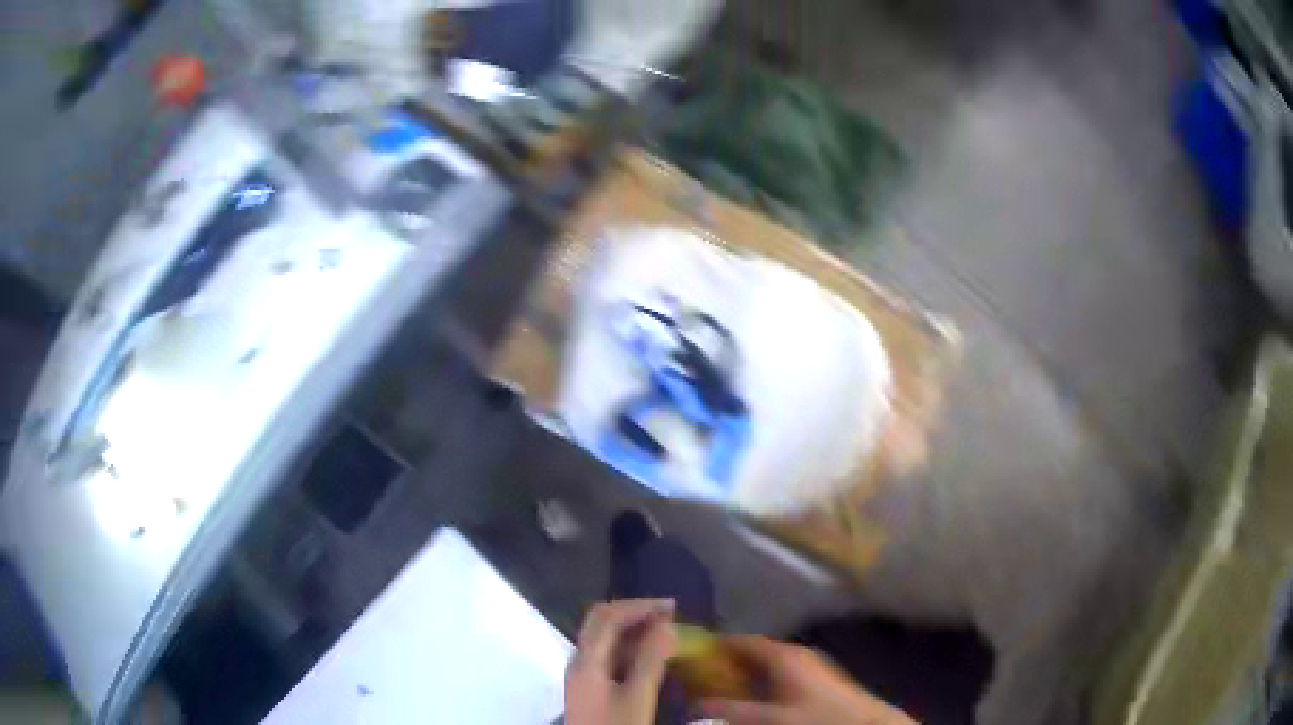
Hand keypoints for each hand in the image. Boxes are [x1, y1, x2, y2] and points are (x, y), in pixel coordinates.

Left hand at [565, 599, 676, 724]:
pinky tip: (649, 656)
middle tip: (669, 615)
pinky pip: (606, 655)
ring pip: (603, 639)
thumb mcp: (638, 698)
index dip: (639, 606)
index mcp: (586, 660)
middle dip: (634, 612)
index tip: (673, 607)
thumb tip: (666, 624)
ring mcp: (581, 675)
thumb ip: (650, 660)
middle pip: (600, 622)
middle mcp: (579, 661)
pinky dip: (628, 647)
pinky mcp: (589, 688)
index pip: (607, 616)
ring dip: (632, 629)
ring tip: (665, 632)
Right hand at [699, 637, 916, 724]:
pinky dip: (760, 686)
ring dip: (742, 679)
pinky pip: (778, 676)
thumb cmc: (817, 720)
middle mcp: (795, 653)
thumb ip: (729, 712)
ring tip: (721, 697)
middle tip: (698, 685)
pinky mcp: (817, 680)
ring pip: (764, 667)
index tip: (686, 662)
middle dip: (723, 668)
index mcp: (782, 655)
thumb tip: (692, 705)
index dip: (710, 649)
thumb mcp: (768, 719)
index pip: (737, 641)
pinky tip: (754, 704)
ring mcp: (809, 665)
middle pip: (749, 654)